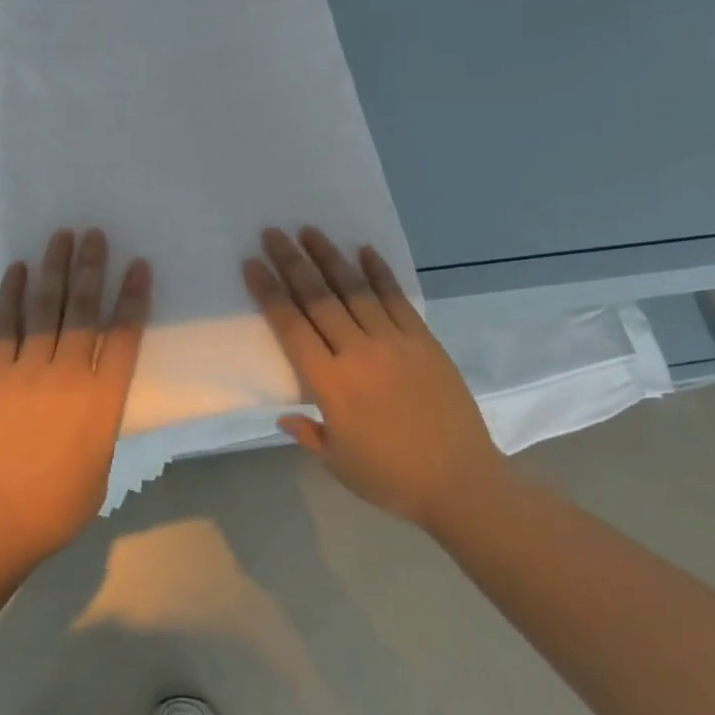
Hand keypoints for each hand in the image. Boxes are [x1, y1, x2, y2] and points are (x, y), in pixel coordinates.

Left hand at [0, 228, 151, 564]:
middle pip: (84, 309)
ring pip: (46, 307)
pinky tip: (19, 268)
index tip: (138, 265)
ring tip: (62, 236)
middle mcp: (70, 373)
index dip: (133, 296)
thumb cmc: (58, 503)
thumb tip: (94, 394)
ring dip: (55, 268)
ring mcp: (29, 368)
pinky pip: (5, 324)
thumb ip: (101, 419)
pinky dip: (12, 294)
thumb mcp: (101, 462)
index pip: (125, 335)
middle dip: (92, 268)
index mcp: (104, 399)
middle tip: (95, 234)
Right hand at [244, 226, 511, 533]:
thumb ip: (307, 433)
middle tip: (273, 233)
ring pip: (355, 290)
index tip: (253, 263)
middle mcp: (358, 353)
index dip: (269, 292)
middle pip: (318, 299)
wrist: (461, 483)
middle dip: (292, 263)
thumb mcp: (338, 463)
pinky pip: (397, 298)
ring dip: (330, 258)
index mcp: (330, 385)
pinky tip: (364, 250)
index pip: (291, 327)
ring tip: (310, 231)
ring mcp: (394, 342)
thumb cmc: (391, 479)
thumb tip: (284, 415)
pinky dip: (380, 272)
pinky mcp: (423, 340)